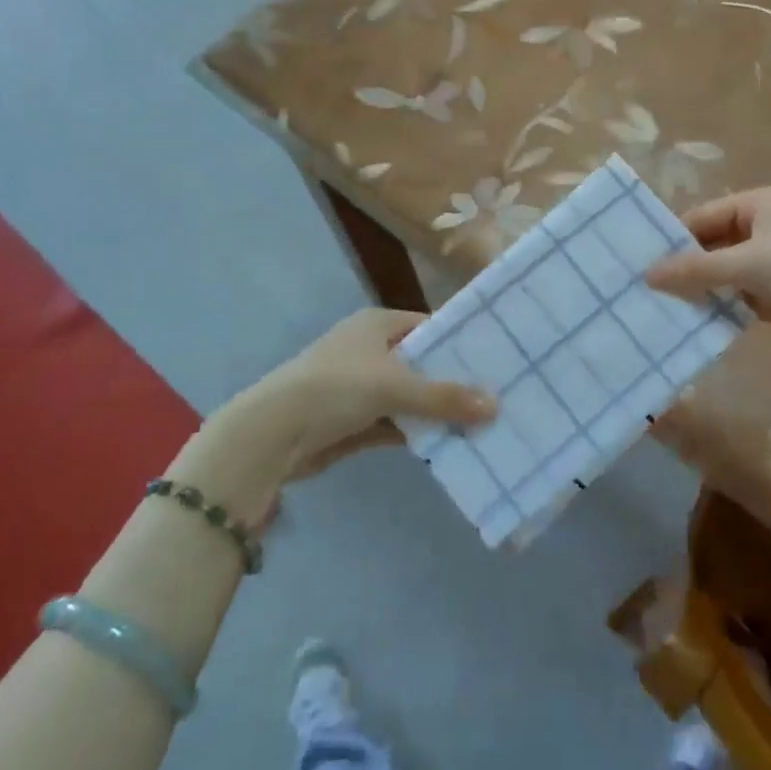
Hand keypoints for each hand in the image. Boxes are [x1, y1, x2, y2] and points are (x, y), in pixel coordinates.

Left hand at [240, 308, 494, 479]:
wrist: (272, 435)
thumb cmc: (335, 388)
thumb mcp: (393, 386)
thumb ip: (444, 397)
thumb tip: (495, 405)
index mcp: (377, 325)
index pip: (429, 326)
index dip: (459, 341)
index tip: (496, 358)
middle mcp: (370, 350)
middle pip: (422, 364)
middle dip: (454, 382)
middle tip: (498, 395)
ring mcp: (362, 387)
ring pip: (411, 397)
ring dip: (438, 411)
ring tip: (485, 422)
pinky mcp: (355, 421)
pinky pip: (397, 423)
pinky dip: (418, 432)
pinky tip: (451, 444)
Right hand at [647, 188, 770, 357]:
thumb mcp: (748, 264)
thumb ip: (696, 269)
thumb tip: (647, 275)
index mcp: (757, 204)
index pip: (701, 217)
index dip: (673, 239)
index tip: (641, 263)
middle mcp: (761, 227)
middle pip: (710, 245)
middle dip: (684, 267)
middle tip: (645, 288)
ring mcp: (770, 262)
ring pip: (721, 273)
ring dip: (698, 289)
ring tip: (659, 307)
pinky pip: (736, 295)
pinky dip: (718, 306)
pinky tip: (691, 322)